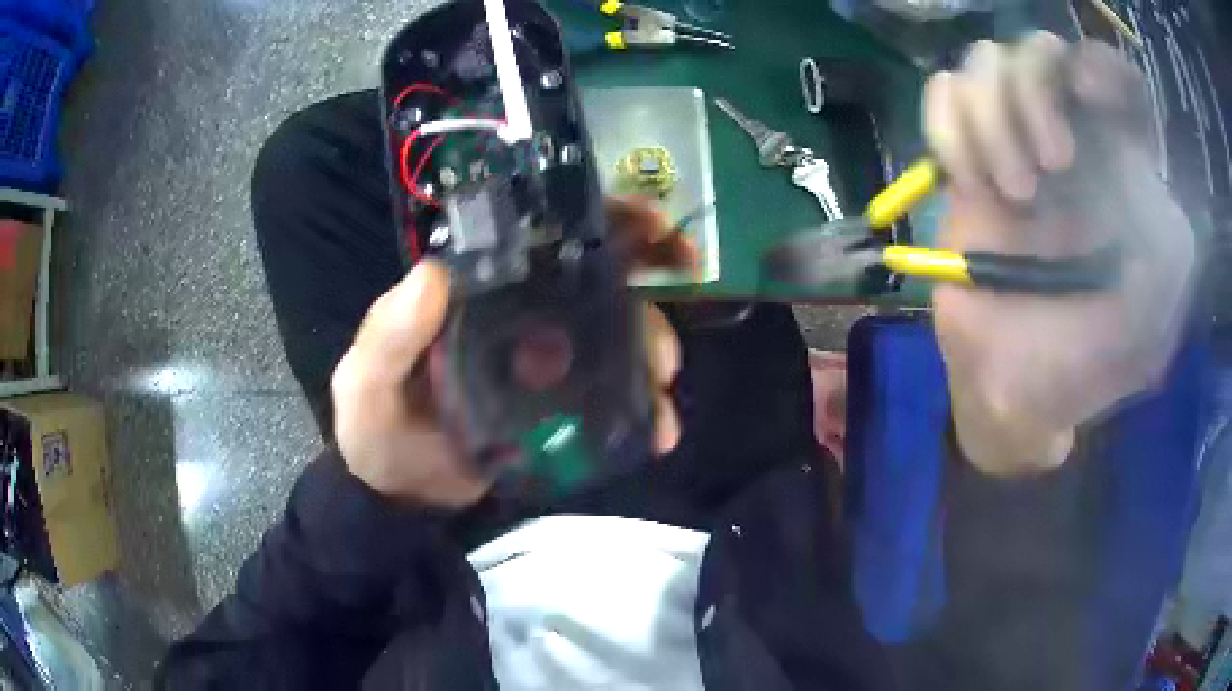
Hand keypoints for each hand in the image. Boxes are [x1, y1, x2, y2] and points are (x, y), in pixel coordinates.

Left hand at [330, 198, 691, 507]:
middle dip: (644, 305)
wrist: (399, 497)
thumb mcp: (367, 382)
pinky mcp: (558, 408)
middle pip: (594, 291)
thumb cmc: (375, 429)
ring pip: (612, 342)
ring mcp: (542, 364)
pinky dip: (642, 409)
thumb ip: (388, 336)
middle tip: (665, 348)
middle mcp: (515, 317)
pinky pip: (610, 397)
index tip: (651, 226)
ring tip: (664, 396)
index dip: (597, 223)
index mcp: (474, 293)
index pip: (539, 240)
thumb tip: (431, 275)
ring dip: (650, 359)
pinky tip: (658, 433)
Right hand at [924, 34, 1194, 475]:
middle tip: (1051, 168)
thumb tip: (1138, 164)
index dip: (1098, 65)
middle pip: (1039, 49)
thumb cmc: (1089, 364)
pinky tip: (971, 183)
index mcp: (1119, 169)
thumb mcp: (1153, 322)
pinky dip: (950, 128)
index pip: (1113, 75)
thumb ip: (1169, 248)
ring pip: (985, 61)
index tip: (1087, 95)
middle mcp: (1068, 139)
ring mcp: (1013, 144)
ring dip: (993, 120)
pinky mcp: (966, 163)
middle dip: (1036, 93)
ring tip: (1014, 194)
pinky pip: (943, 95)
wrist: (1014, 391)